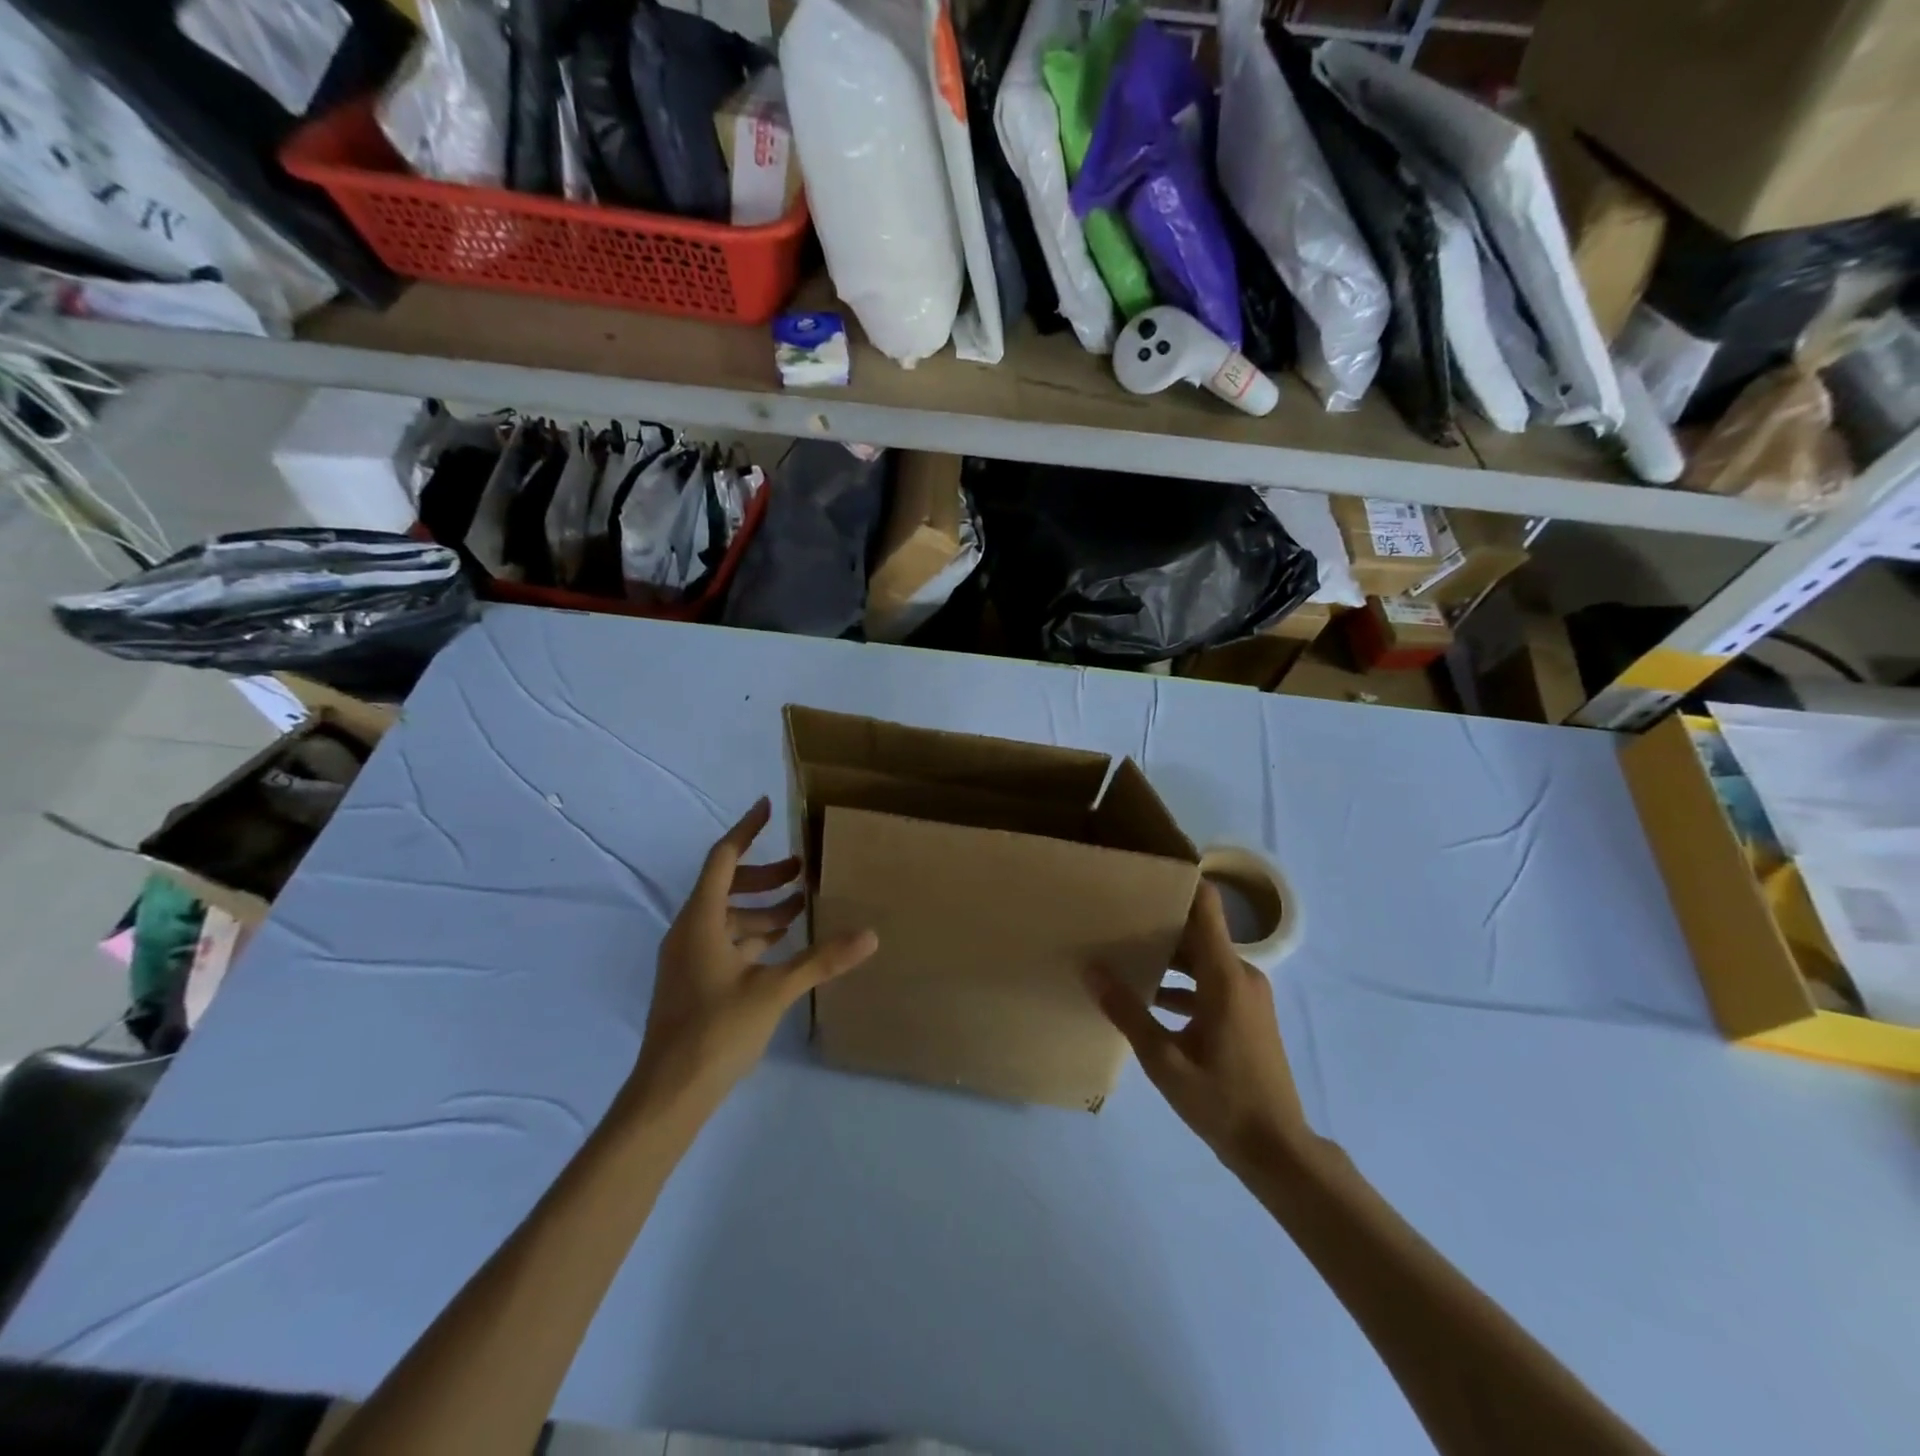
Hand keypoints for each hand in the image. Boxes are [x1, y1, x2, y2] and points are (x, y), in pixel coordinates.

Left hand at [629, 798, 877, 1116]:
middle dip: (765, 875)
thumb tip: (871, 935)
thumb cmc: (716, 1031)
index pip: (723, 859)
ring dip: (762, 908)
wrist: (668, 1093)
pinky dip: (753, 935)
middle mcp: (689, 931)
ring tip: (800, 907)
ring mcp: (688, 958)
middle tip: (802, 870)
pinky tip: (781, 946)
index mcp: (701, 921)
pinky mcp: (694, 981)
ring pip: (727, 917)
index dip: (746, 830)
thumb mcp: (774, 990)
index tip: (768, 806)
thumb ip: (821, 960)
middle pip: (726, 885)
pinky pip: (725, 942)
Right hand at [1086, 883, 1310, 1169]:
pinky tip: (1149, 998)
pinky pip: (1211, 981)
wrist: (1277, 1149)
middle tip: (1116, 916)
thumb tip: (1092, 969)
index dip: (1181, 883)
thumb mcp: (1164, 1060)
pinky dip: (1183, 983)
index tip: (1145, 872)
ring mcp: (1247, 995)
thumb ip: (1128, 1011)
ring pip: (1203, 959)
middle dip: (1160, 923)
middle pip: (1199, 932)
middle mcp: (1241, 975)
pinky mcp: (1247, 1013)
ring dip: (1168, 956)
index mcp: (1225, 976)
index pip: (1207, 907)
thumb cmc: (1222, 1101)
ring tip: (1124, 953)